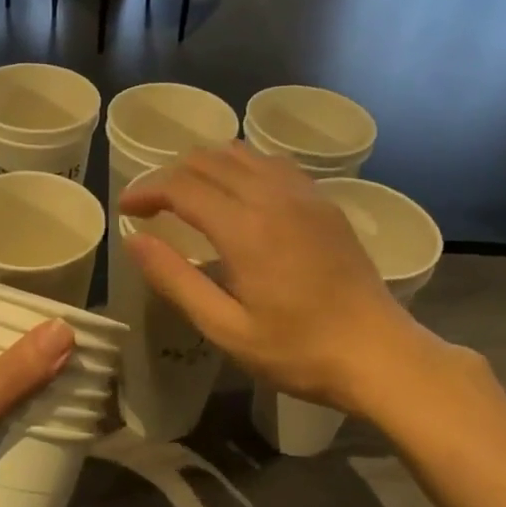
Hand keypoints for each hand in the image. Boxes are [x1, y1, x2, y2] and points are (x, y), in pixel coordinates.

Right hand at [119, 144, 444, 412]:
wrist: (378, 352)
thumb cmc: (298, 350)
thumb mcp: (226, 329)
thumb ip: (176, 280)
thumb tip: (134, 240)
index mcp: (245, 229)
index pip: (182, 186)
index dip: (147, 190)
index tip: (127, 207)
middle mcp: (273, 197)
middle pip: (209, 160)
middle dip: (171, 175)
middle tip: (153, 205)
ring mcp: (304, 195)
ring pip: (242, 154)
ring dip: (206, 166)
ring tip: (189, 196)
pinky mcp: (324, 202)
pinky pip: (273, 164)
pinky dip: (243, 167)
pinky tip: (239, 194)